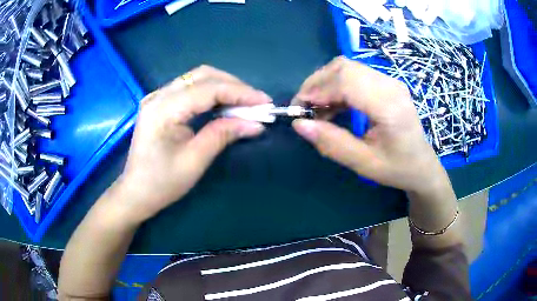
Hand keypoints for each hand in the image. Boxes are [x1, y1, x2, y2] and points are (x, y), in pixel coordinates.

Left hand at [116, 66, 271, 222]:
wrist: (135, 192)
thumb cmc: (161, 183)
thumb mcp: (195, 161)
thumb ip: (223, 134)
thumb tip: (256, 123)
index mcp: (163, 109)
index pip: (208, 89)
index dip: (240, 93)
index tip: (265, 102)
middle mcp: (159, 95)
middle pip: (203, 75)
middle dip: (234, 86)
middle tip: (256, 102)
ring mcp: (157, 96)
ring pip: (197, 78)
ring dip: (224, 86)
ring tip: (245, 103)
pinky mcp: (160, 102)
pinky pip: (190, 88)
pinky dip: (211, 92)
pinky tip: (224, 104)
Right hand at [292, 57, 448, 193]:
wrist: (422, 165)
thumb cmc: (397, 168)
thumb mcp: (364, 163)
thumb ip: (332, 143)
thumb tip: (300, 125)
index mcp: (389, 105)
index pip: (346, 81)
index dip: (317, 90)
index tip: (300, 110)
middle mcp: (390, 85)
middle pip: (344, 67)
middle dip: (317, 84)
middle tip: (305, 108)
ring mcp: (389, 81)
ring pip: (347, 67)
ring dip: (325, 83)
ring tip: (317, 108)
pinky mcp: (386, 83)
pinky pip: (354, 74)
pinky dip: (337, 85)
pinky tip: (333, 105)